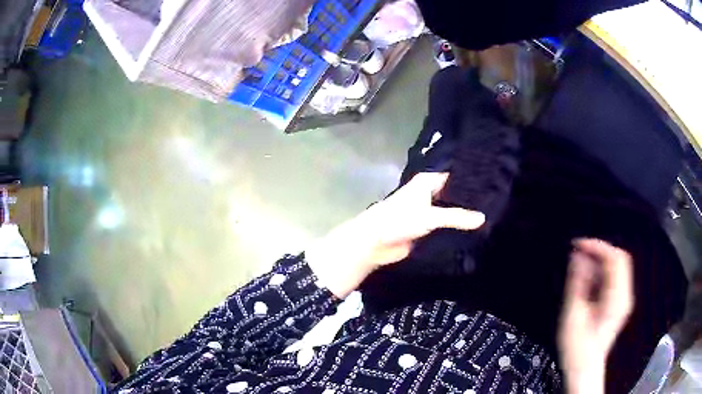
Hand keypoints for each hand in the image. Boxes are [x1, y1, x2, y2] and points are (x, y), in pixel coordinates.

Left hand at [305, 172, 484, 298]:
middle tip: (497, 199)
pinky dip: (457, 228)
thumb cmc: (398, 220)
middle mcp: (430, 193)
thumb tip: (483, 218)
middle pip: (455, 193)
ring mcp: (429, 211)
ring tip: (492, 214)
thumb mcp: (430, 216)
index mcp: (428, 182)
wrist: (375, 243)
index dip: (472, 177)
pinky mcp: (428, 228)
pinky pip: (446, 226)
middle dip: (471, 198)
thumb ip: (457, 217)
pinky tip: (475, 230)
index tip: (493, 179)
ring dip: (464, 214)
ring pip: (451, 210)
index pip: (455, 175)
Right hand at [558, 239, 634, 393]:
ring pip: (617, 266)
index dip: (597, 246)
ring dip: (600, 260)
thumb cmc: (577, 347)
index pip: (615, 258)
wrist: (584, 369)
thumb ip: (578, 283)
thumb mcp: (574, 315)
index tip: (578, 244)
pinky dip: (602, 271)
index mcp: (617, 297)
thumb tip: (578, 255)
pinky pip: (614, 277)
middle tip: (579, 252)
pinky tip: (588, 279)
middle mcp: (625, 294)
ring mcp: (624, 298)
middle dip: (600, 250)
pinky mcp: (619, 303)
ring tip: (581, 264)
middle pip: (619, 258)